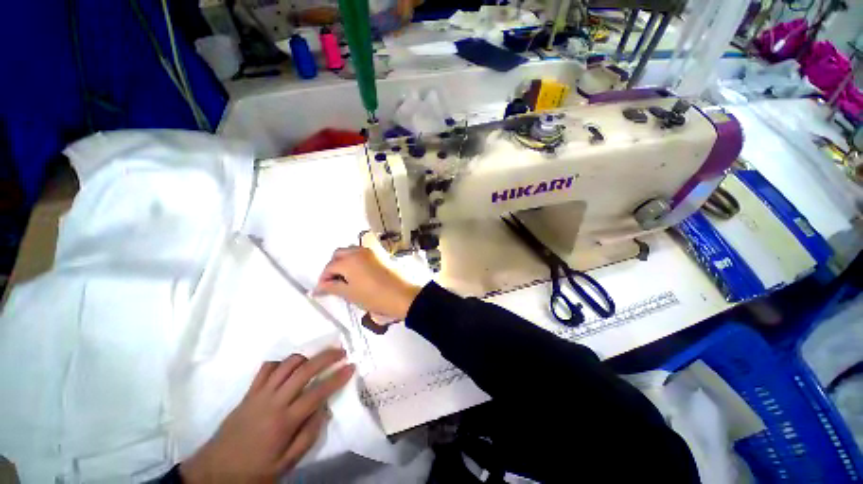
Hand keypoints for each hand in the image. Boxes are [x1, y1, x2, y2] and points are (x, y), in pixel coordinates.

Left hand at [179, 349, 354, 482]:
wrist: (215, 472)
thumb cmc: (254, 471)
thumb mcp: (286, 464)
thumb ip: (308, 435)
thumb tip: (325, 408)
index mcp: (284, 422)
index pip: (317, 393)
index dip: (337, 377)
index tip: (351, 366)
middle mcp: (274, 402)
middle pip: (304, 370)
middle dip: (326, 357)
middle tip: (340, 352)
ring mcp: (259, 394)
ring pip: (287, 364)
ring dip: (306, 356)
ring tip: (318, 358)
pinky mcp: (249, 392)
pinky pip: (267, 368)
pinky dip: (282, 363)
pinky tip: (289, 368)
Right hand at [314, 246, 420, 321]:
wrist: (402, 296)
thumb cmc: (373, 296)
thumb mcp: (350, 294)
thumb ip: (332, 287)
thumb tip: (319, 287)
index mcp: (349, 260)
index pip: (329, 267)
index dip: (323, 279)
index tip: (322, 291)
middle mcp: (358, 251)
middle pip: (339, 255)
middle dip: (333, 267)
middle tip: (333, 283)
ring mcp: (370, 252)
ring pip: (351, 252)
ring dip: (344, 262)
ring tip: (345, 279)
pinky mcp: (380, 256)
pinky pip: (361, 254)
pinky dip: (355, 261)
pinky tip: (357, 275)